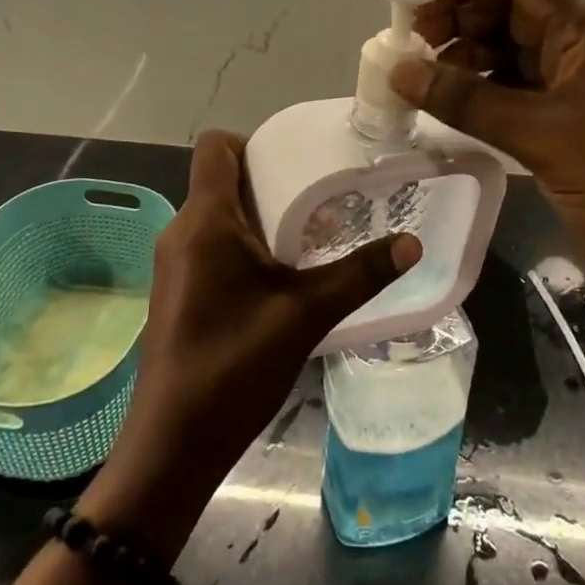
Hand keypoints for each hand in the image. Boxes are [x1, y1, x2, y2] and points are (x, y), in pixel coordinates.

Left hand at [81, 131, 420, 557]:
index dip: (253, 140)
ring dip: (258, 214)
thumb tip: (412, 243)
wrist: (172, 444)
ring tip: (307, 233)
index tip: (295, 160)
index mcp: (205, 220)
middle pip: (220, 177)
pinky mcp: (176, 288)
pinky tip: (278, 274)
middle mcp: (181, 229)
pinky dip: (243, 243)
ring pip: (216, 213)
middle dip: (268, 178)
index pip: (215, 145)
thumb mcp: (306, 315)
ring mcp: (173, 261)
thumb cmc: (234, 367)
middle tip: (319, 196)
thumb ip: (360, 274)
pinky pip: (209, 243)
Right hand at [391, 0, 584, 288]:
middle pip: (510, 18)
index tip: (417, 10)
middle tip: (409, 53)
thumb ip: (467, 99)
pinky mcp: (567, 130)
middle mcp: (581, 53)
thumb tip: (400, 70)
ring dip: (466, 65)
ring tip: (420, 84)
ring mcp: (575, 93)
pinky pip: (514, 99)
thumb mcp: (540, 133)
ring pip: (509, 60)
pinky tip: (448, 112)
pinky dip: (481, 99)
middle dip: (459, 27)